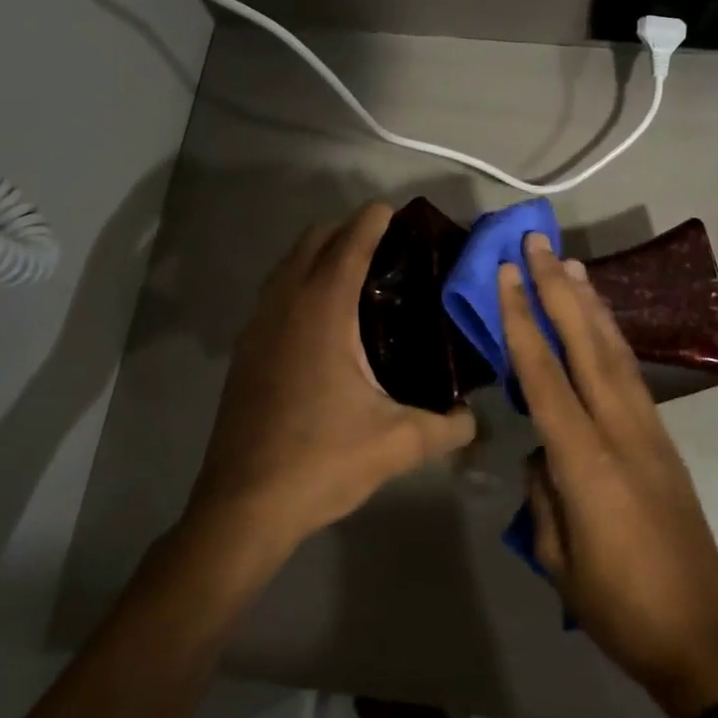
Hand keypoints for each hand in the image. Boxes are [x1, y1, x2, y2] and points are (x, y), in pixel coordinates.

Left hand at [186, 202, 476, 562]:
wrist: (243, 506)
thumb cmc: (321, 462)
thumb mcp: (398, 444)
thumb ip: (447, 426)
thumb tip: (474, 418)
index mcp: (322, 313)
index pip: (348, 245)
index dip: (371, 221)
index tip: (395, 211)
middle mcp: (285, 307)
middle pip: (311, 241)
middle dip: (346, 230)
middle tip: (386, 247)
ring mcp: (258, 327)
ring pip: (287, 266)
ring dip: (318, 255)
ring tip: (357, 275)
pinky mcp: (245, 351)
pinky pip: (274, 293)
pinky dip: (299, 282)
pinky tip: (323, 318)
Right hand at [501, 234, 717, 717]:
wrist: (700, 634)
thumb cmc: (617, 606)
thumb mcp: (556, 556)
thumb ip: (543, 492)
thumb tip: (542, 452)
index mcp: (585, 460)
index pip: (543, 374)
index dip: (522, 320)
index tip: (508, 275)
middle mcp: (620, 429)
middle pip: (585, 344)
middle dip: (558, 289)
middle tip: (539, 244)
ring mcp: (648, 430)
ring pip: (614, 351)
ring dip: (590, 303)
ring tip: (571, 264)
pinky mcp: (663, 439)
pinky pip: (630, 374)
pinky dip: (611, 338)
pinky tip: (600, 322)